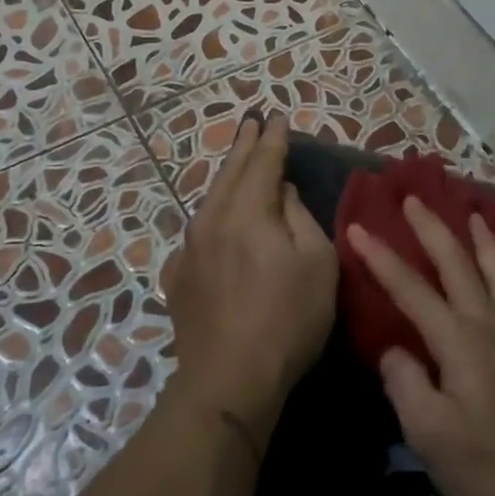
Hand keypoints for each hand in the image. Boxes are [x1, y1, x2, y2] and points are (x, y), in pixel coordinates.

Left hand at [162, 113, 337, 446]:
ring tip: (236, 160)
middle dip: (244, 145)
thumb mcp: (317, 263)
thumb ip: (299, 217)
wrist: (229, 378)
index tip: (278, 117)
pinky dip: (211, 215)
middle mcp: (212, 220)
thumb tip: (281, 191)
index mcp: (249, 212)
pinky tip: (214, 219)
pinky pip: (198, 232)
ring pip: (209, 199)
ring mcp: (189, 248)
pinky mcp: (177, 275)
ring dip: (226, 176)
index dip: (273, 139)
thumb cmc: (288, 319)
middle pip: (230, 172)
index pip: (263, 162)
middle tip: (252, 122)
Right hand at [348, 198, 494, 495]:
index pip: (411, 290)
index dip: (382, 258)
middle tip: (415, 200)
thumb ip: (406, 383)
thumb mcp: (429, 434)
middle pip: (459, 266)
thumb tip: (396, 351)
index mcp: (458, 341)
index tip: (357, 229)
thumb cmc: (487, 467)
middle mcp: (491, 327)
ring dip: (486, 242)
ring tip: (475, 215)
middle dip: (433, 230)